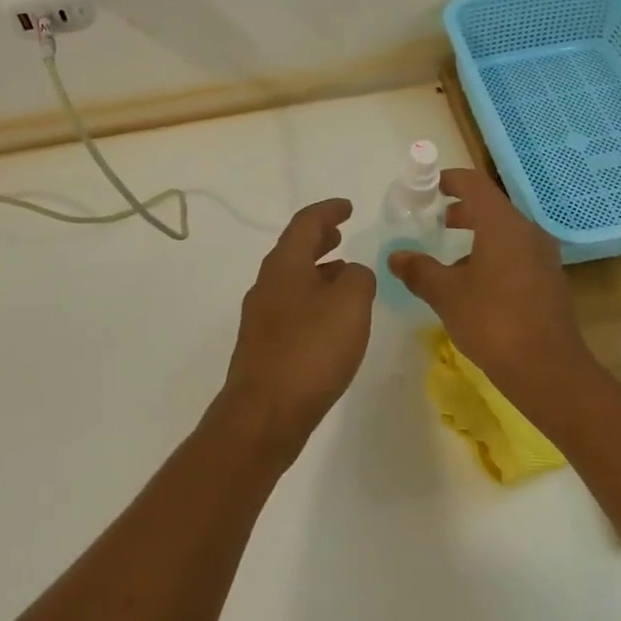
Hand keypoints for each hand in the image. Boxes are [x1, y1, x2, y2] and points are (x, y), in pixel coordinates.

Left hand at [217, 198, 376, 462]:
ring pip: (292, 278)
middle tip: (341, 233)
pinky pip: (291, 306)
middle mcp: (267, 283)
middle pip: (294, 249)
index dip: (328, 211)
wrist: (265, 413)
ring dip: (318, 270)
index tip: (348, 207)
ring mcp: (261, 315)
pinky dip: (312, 297)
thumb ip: (359, 278)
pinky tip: (330, 317)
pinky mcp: (264, 344)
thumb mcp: (351, 304)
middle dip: (319, 238)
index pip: (305, 223)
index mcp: (285, 265)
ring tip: (343, 273)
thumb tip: (351, 272)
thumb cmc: (311, 350)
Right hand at [388, 169, 599, 416]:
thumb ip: (419, 270)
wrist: (549, 370)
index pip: (474, 184)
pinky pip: (516, 251)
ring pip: (504, 230)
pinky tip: (474, 282)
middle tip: (433, 219)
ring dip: (476, 232)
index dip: (449, 180)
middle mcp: (527, 231)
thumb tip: (396, 256)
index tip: (426, 187)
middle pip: (491, 206)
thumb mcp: (446, 295)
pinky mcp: (548, 279)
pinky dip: (492, 252)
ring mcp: (542, 255)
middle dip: (461, 208)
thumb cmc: (493, 322)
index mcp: (502, 225)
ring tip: (449, 253)